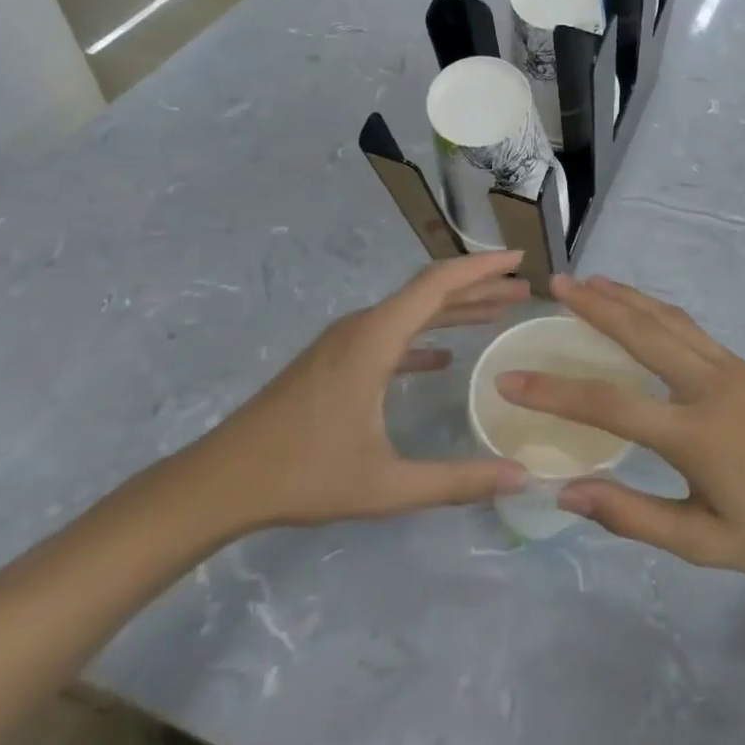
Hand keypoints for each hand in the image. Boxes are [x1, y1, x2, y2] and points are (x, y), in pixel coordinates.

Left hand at [194, 252, 531, 528]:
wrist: (220, 481)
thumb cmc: (304, 475)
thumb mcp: (387, 485)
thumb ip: (456, 481)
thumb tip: (521, 477)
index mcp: (374, 339)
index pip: (437, 284)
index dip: (482, 268)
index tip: (520, 259)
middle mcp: (361, 328)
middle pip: (429, 293)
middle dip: (479, 288)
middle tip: (523, 290)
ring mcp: (344, 343)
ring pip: (410, 312)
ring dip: (455, 310)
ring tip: (497, 313)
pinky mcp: (333, 361)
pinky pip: (390, 335)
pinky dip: (424, 336)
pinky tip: (443, 357)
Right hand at [496, 274, 744, 574]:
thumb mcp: (702, 543)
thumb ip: (633, 516)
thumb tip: (568, 493)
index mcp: (694, 435)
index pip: (608, 404)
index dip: (554, 391)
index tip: (512, 379)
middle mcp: (709, 387)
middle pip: (641, 333)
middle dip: (595, 306)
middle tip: (558, 286)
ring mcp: (731, 368)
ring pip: (668, 320)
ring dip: (626, 297)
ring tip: (591, 282)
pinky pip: (691, 328)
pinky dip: (657, 310)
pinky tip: (642, 308)